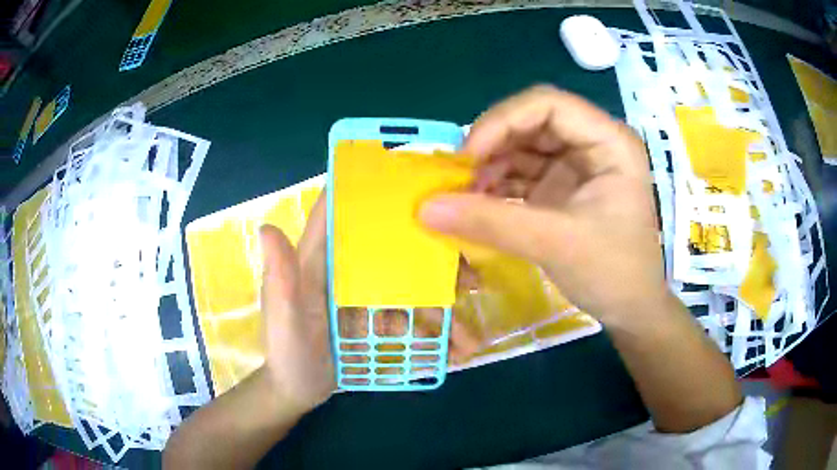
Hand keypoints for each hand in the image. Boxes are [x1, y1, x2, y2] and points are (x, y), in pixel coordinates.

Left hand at [260, 193, 480, 404]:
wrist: (297, 390)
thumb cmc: (287, 354)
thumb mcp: (284, 320)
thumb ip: (280, 280)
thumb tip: (266, 227)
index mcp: (318, 261)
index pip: (338, 212)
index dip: (365, 189)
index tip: (410, 181)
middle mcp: (344, 271)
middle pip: (390, 250)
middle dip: (431, 258)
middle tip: (468, 277)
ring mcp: (362, 296)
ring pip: (408, 287)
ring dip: (441, 306)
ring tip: (468, 335)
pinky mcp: (373, 319)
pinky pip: (407, 318)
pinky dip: (431, 332)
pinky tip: (455, 349)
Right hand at [420, 85, 665, 324]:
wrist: (631, 310)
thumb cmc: (613, 273)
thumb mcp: (555, 244)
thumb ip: (491, 222)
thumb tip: (425, 207)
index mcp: (608, 142)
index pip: (548, 105)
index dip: (503, 121)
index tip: (468, 157)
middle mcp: (592, 144)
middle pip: (531, 122)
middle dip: (492, 144)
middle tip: (459, 176)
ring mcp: (576, 166)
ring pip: (522, 147)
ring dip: (490, 167)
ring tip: (464, 195)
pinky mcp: (562, 188)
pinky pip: (522, 174)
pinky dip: (497, 186)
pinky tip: (477, 205)